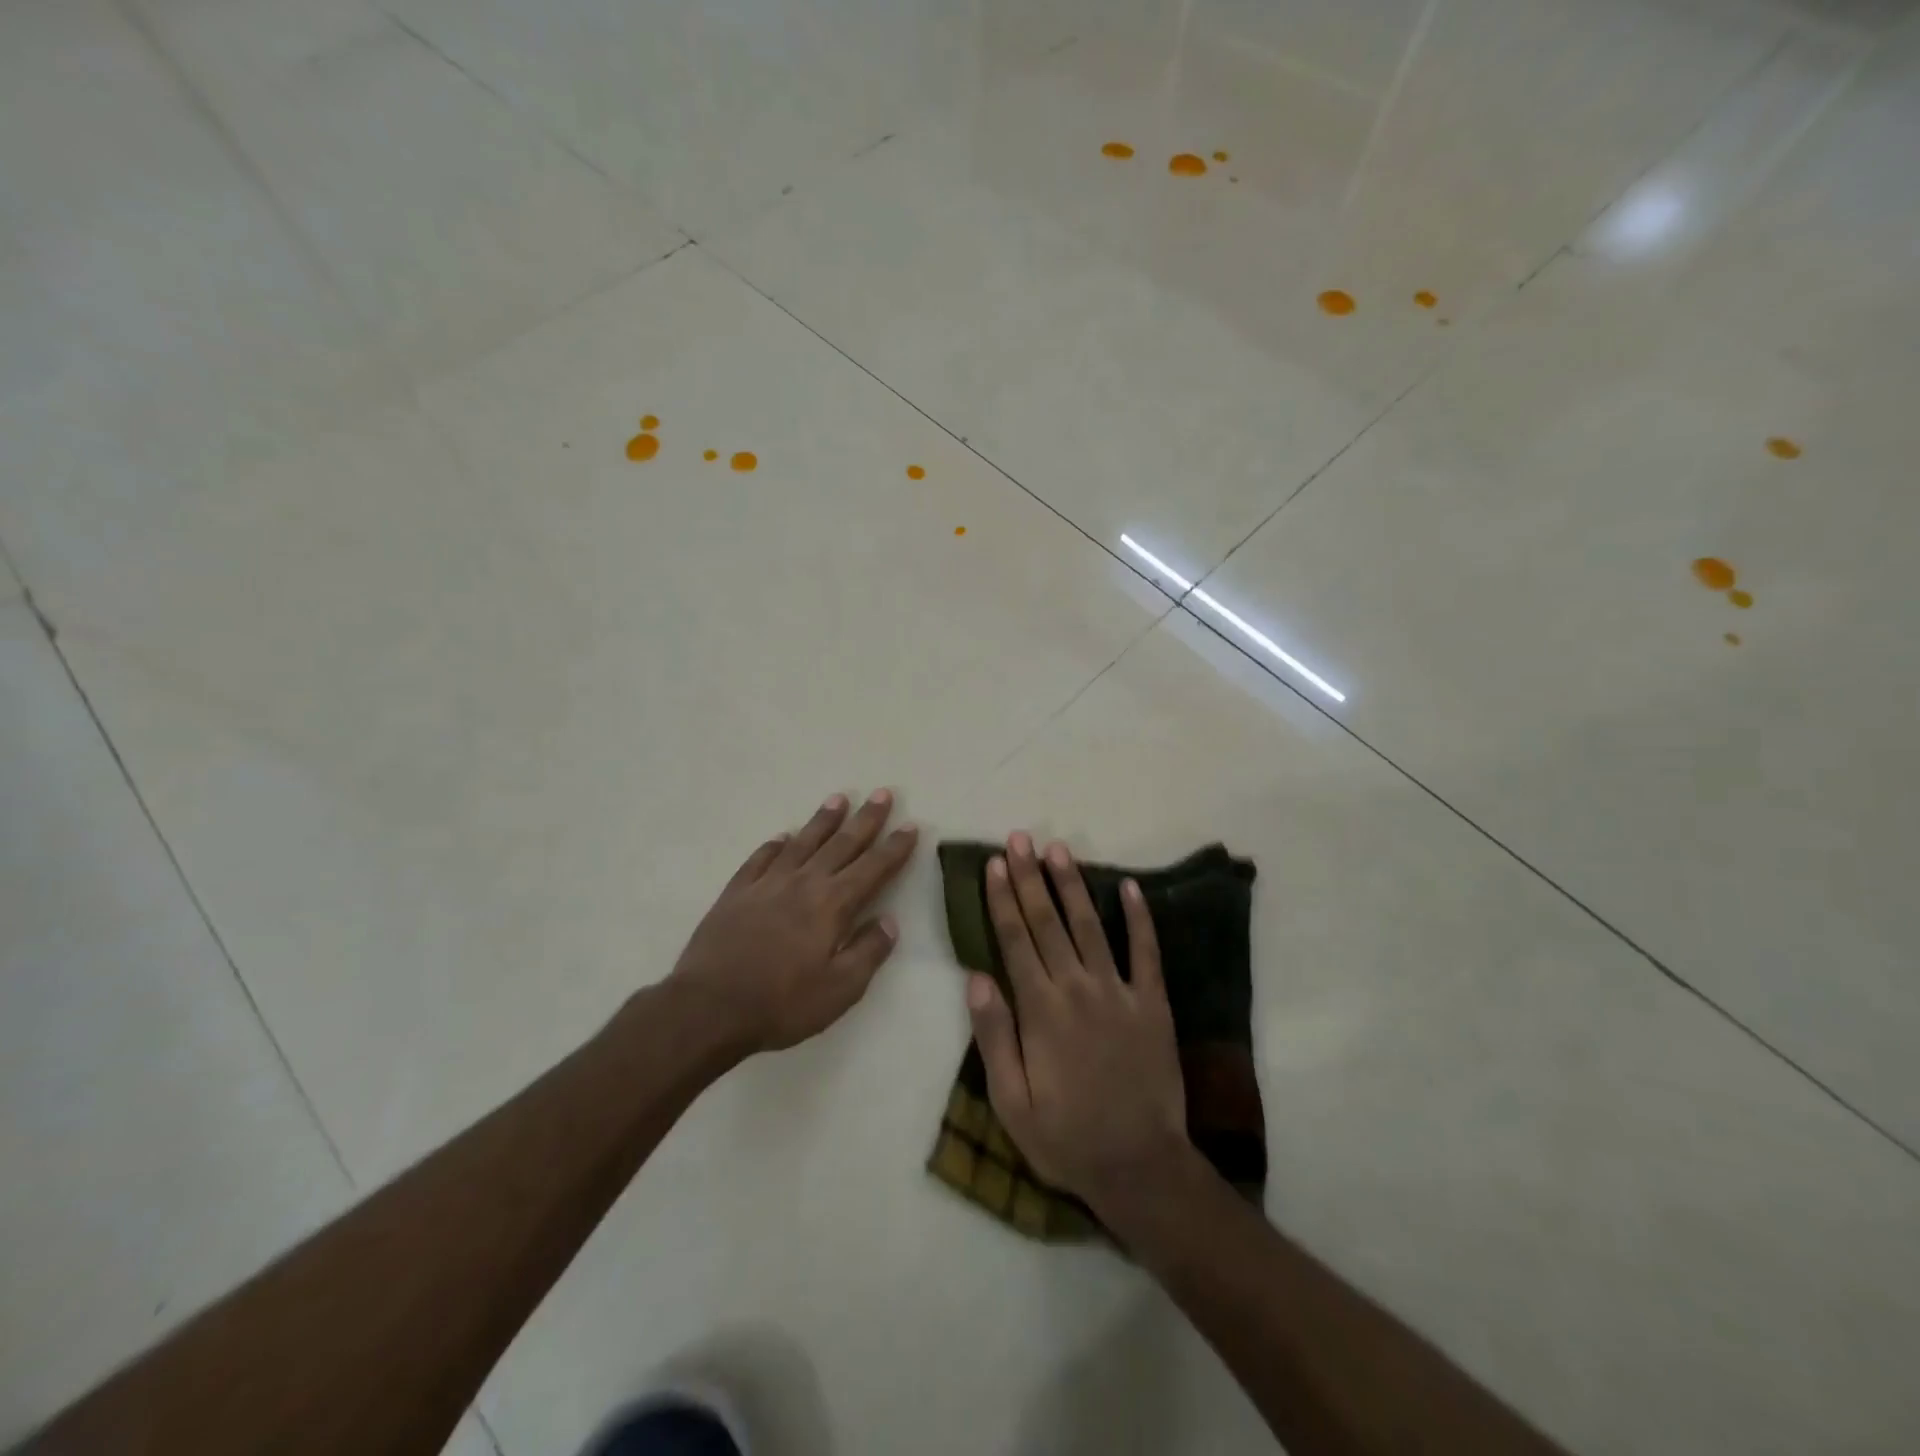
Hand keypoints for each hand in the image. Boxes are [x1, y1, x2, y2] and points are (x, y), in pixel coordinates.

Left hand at [666, 791, 918, 1057]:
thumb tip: (889, 922)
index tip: (910, 825)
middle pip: (841, 844)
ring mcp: (767, 883)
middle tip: (882, 794)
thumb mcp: (840, 989)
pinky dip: (775, 844)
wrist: (709, 1007)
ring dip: (823, 820)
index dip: (894, 847)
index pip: (873, 868)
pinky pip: (761, 858)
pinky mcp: (737, 892)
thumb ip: (868, 951)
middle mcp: (804, 883)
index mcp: (833, 905)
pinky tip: (782, 837)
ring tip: (839, 799)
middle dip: (866, 819)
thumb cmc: (782, 1002)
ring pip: (802, 842)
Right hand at [965, 832, 1190, 1213]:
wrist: (1140, 1166)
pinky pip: (1146, 952)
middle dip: (1030, 878)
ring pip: (1090, 926)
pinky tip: (1128, 887)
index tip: (994, 864)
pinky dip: (1139, 918)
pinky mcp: (1153, 1003)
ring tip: (1058, 850)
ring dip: (1072, 886)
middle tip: (1019, 839)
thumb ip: (994, 1037)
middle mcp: (1078, 988)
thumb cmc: (1066, 1138)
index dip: (1002, 899)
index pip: (1015, 940)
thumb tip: (976, 978)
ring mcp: (1120, 992)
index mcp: (1041, 1010)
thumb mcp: (1012, 1101)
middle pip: (1048, 922)